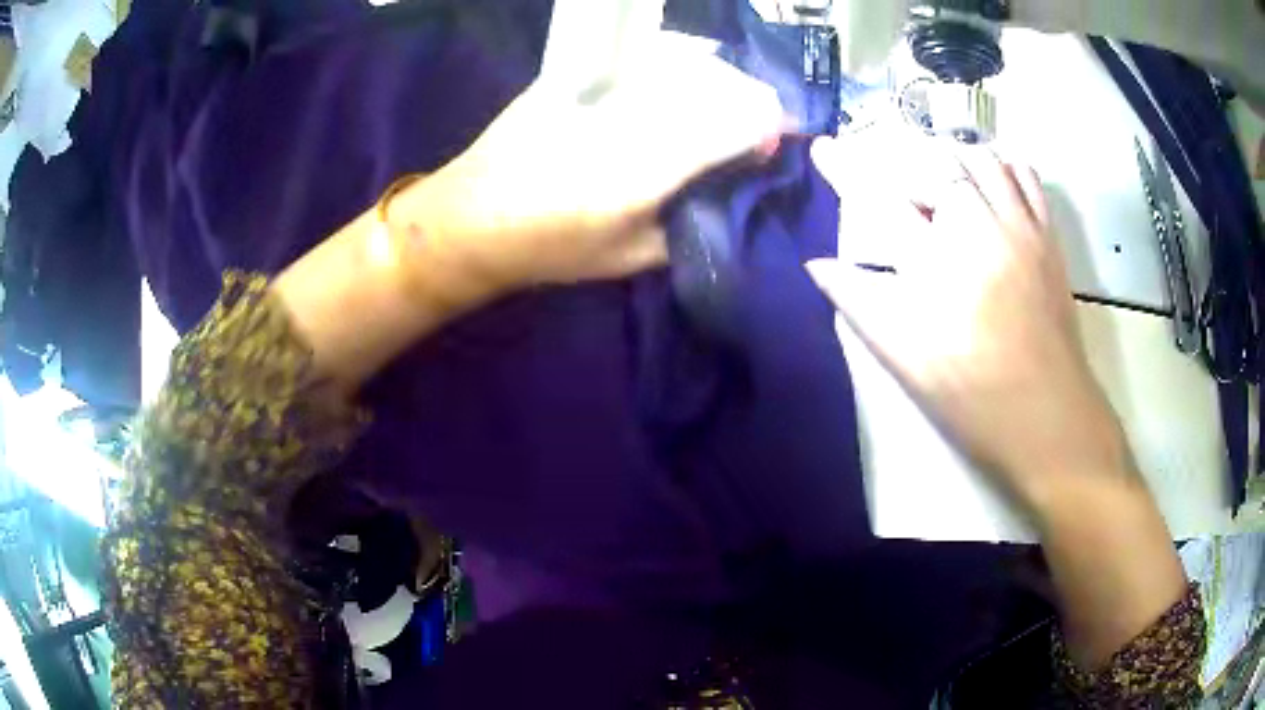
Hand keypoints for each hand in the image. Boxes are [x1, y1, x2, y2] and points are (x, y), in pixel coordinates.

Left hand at [392, 34, 785, 300]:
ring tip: (723, 103)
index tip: (777, 137)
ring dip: (720, 80)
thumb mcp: (630, 258)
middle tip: (754, 124)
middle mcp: (631, 116)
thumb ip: (690, 225)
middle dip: (751, 100)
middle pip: (719, 84)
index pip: (735, 123)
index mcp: (647, 169)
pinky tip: (684, 77)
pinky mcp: (579, 73)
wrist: (473, 214)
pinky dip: (681, 61)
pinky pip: (649, 53)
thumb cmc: (550, 247)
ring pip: (688, 62)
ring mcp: (602, 87)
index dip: (768, 124)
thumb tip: (730, 191)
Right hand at [806, 144, 1132, 514]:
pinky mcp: (1048, 237)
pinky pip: (1025, 176)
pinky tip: (988, 182)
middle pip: (933, 164)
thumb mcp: (907, 362)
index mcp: (939, 267)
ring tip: (936, 180)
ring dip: (950, 159)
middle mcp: (981, 231)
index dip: (846, 169)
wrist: (1050, 419)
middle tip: (892, 180)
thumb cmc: (974, 399)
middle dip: (902, 160)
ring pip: (980, 159)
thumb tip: (818, 266)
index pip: (881, 200)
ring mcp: (1021, 228)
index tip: (824, 148)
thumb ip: (861, 304)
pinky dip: (1001, 165)